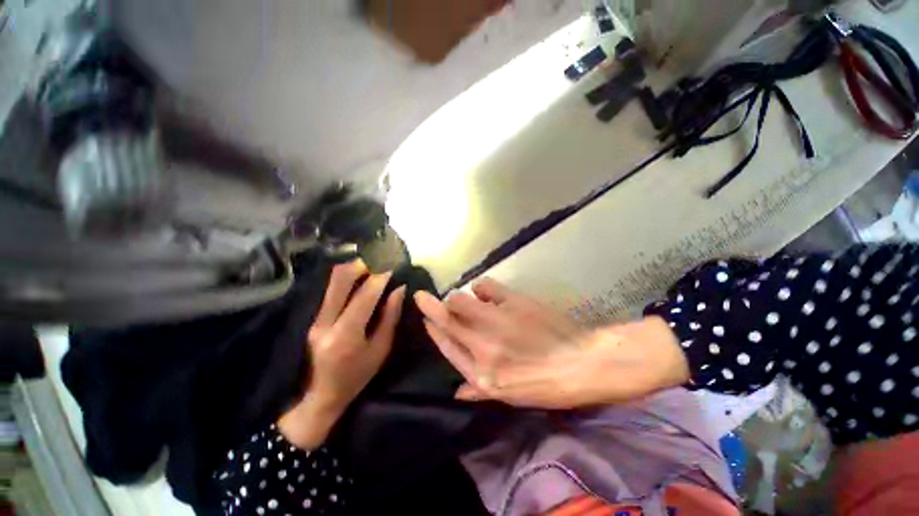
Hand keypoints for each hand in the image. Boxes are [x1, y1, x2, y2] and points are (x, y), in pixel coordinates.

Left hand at [279, 260, 405, 447]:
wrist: (321, 395)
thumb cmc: (358, 375)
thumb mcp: (381, 349)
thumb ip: (390, 317)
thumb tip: (399, 289)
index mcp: (346, 334)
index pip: (365, 295)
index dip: (380, 277)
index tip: (392, 265)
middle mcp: (326, 322)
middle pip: (339, 280)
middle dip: (361, 264)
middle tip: (378, 260)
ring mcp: (316, 319)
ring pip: (332, 282)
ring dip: (353, 269)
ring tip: (371, 265)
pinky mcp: (314, 318)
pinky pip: (331, 291)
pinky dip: (346, 280)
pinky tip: (359, 279)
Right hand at [415, 278, 689, 408]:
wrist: (584, 363)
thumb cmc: (548, 385)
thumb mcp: (512, 397)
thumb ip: (480, 391)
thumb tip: (456, 392)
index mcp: (482, 374)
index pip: (447, 346)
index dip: (433, 330)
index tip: (425, 317)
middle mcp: (484, 346)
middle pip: (446, 319)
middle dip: (429, 305)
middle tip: (422, 295)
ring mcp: (497, 321)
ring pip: (460, 300)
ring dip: (456, 298)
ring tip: (462, 298)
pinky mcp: (513, 302)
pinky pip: (485, 286)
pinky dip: (481, 287)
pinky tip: (485, 291)